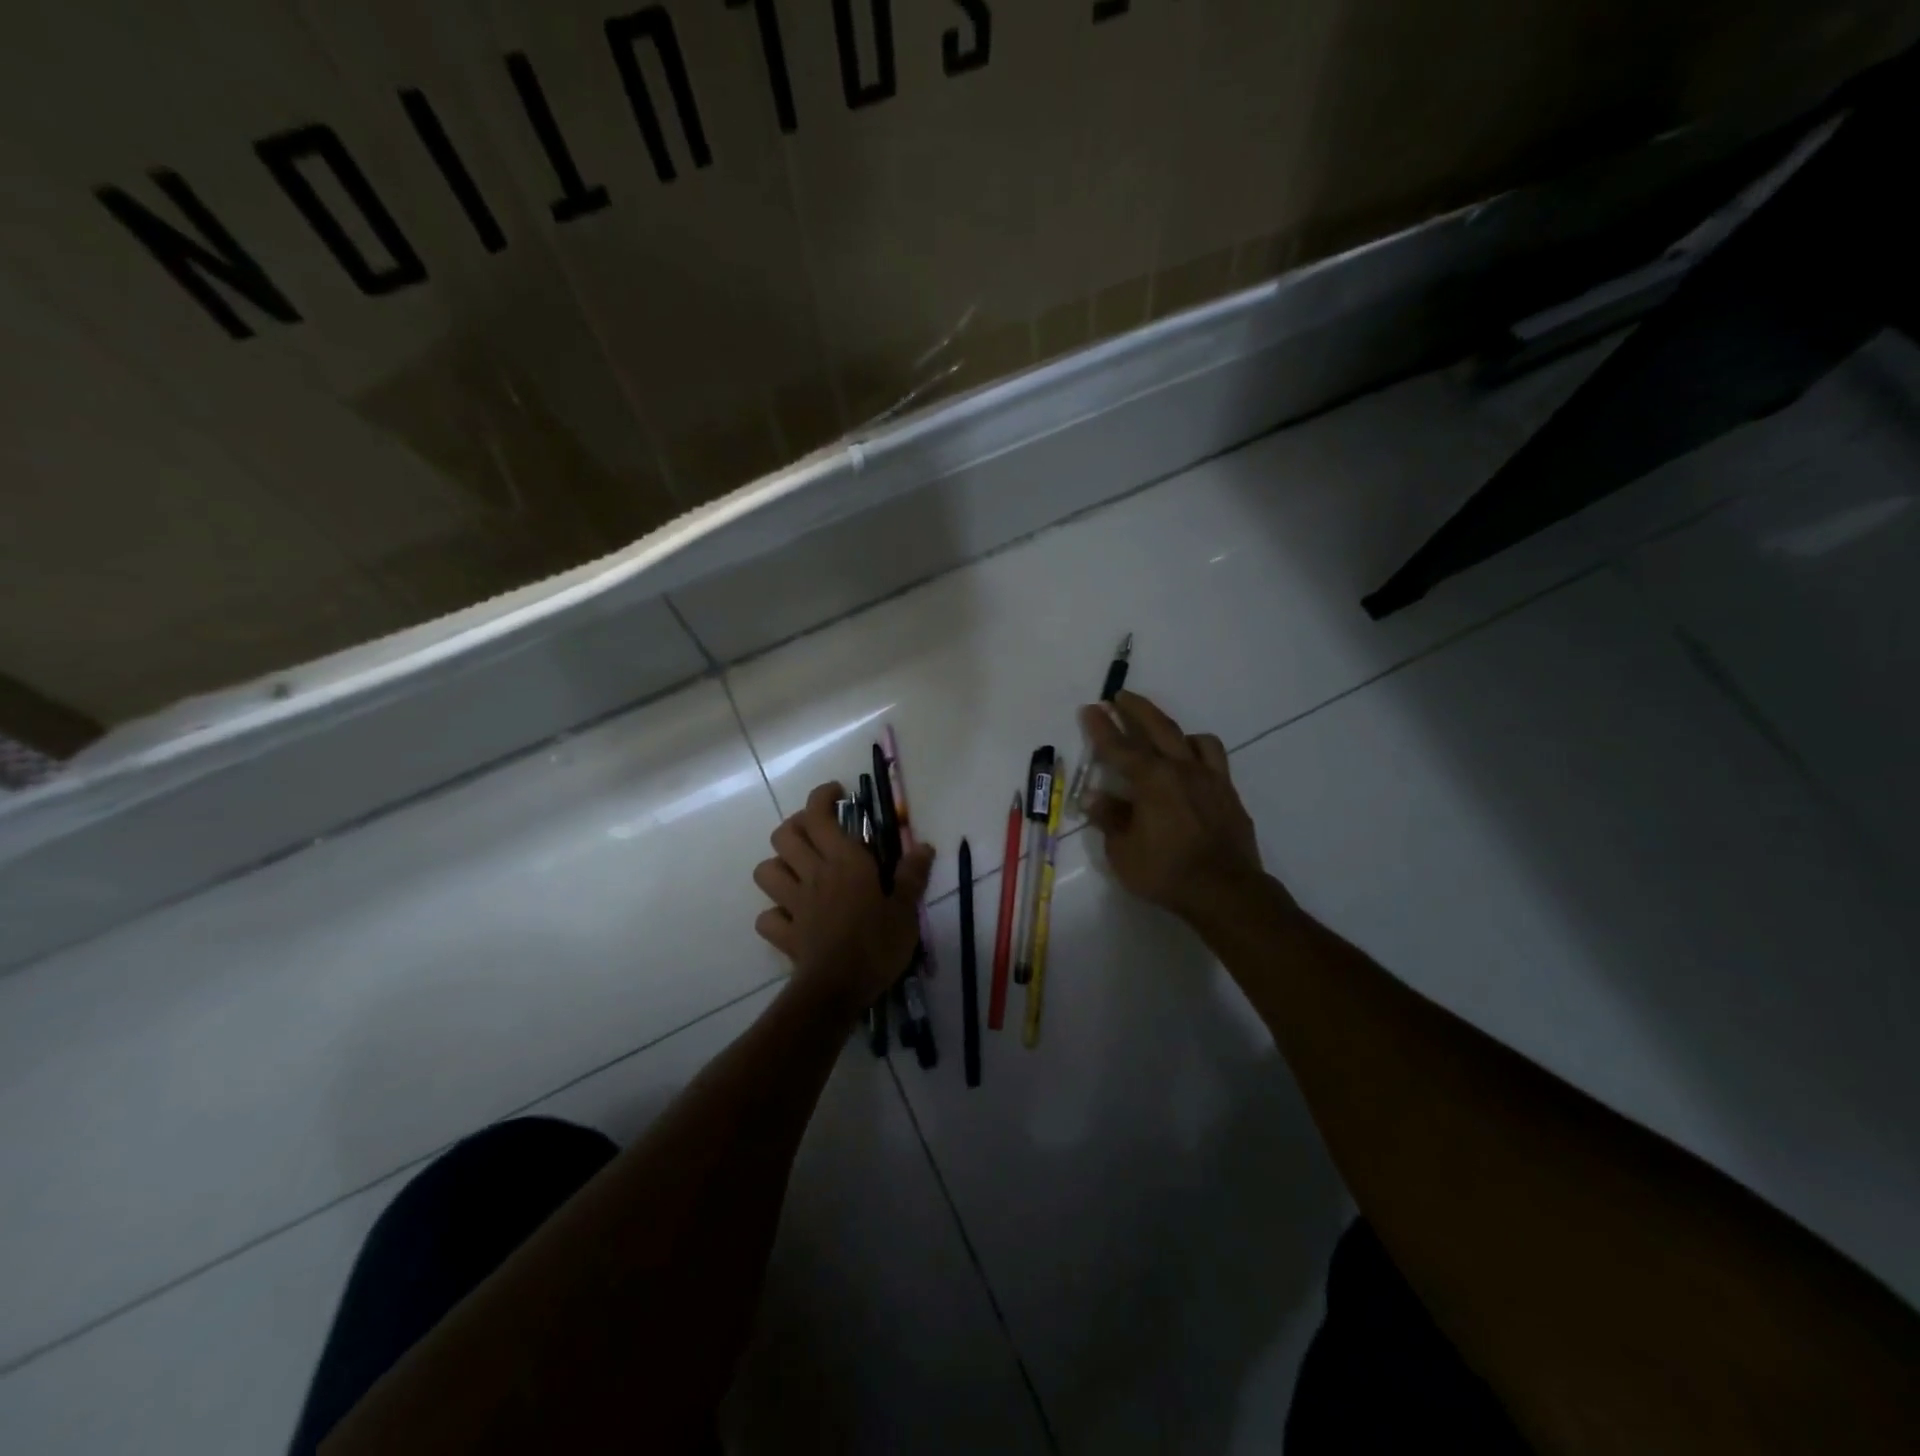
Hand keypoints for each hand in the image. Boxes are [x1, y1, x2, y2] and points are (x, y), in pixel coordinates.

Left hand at [752, 782, 933, 1016]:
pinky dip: (776, 913)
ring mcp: (794, 903)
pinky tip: (792, 917)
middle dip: (797, 825)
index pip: (819, 814)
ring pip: (765, 869)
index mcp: (844, 861)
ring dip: (779, 865)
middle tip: (819, 832)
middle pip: (784, 834)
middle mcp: (813, 874)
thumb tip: (923, 846)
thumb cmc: (877, 944)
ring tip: (801, 871)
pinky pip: (767, 916)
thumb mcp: (906, 910)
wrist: (838, 989)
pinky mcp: (785, 933)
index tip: (837, 794)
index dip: (822, 796)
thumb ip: (912, 875)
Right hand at [1079, 691, 1278, 922]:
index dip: (1101, 727)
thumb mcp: (1124, 851)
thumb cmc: (1166, 873)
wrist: (1226, 891)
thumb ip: (1110, 818)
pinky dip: (1198, 752)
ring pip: (1193, 739)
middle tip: (1120, 695)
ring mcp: (1210, 779)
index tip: (1090, 708)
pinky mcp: (1228, 793)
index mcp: (1151, 780)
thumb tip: (1095, 797)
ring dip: (1173, 729)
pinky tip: (1191, 766)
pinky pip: (1214, 759)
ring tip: (1161, 732)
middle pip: (1157, 727)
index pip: (1119, 747)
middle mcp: (1181, 769)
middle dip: (1136, 709)